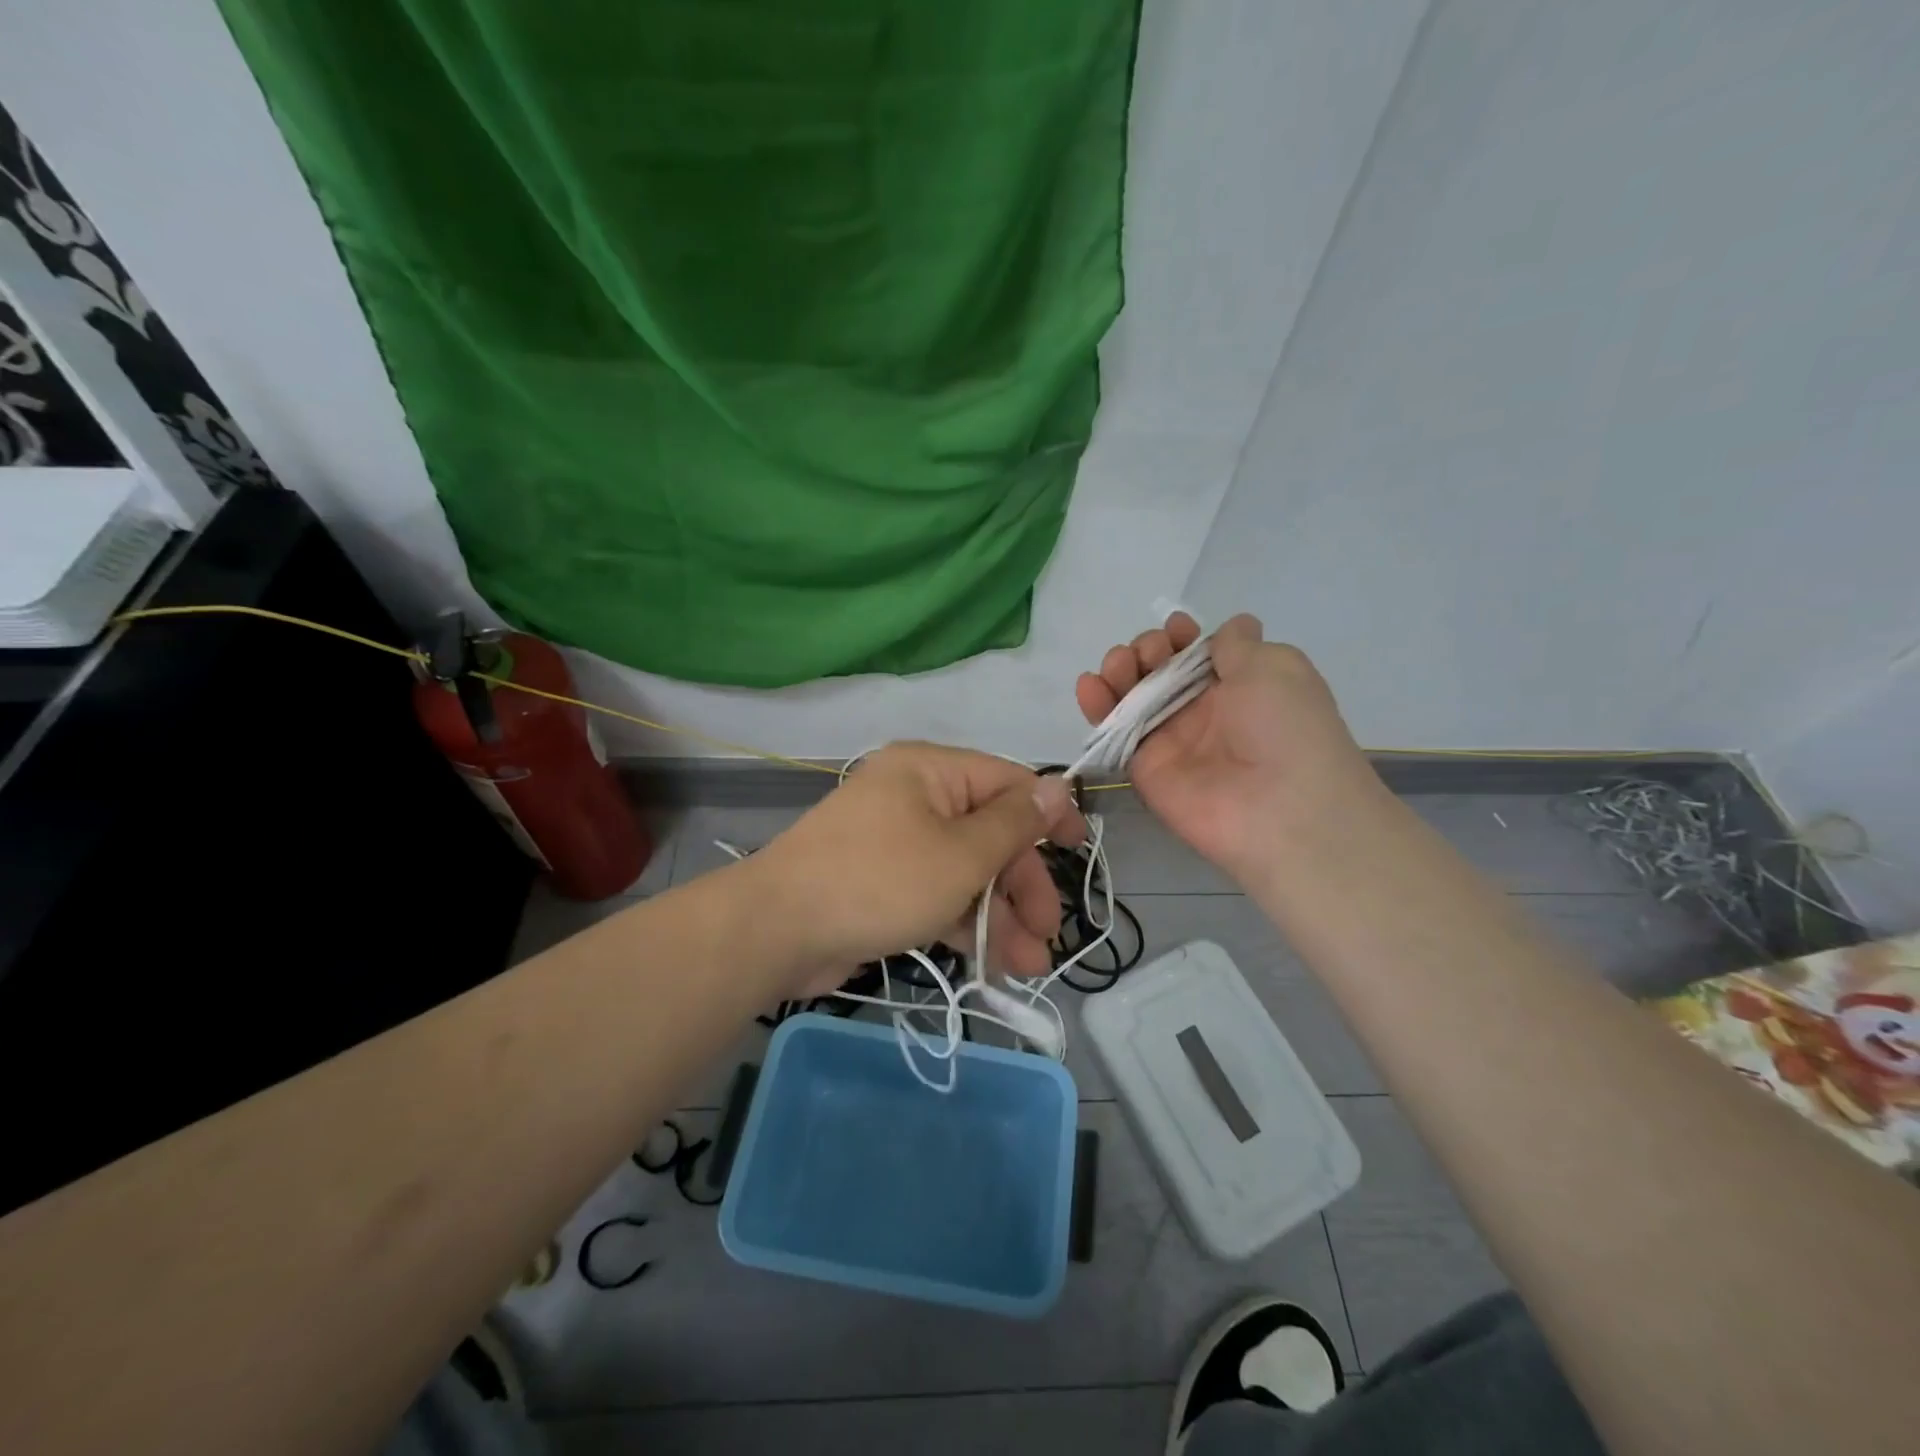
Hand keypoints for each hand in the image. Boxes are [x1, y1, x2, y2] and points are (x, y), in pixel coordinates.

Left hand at [746, 743, 1085, 996]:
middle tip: (1048, 933)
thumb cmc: (879, 880)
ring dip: (999, 915)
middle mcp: (915, 798)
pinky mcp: (884, 884)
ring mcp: (897, 843)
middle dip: (1022, 885)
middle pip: (989, 833)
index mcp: (931, 771)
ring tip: (1027, 966)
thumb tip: (1058, 785)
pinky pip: (938, 894)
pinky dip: (964, 923)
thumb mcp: (961, 854)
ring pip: (966, 871)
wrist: (777, 931)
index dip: (1049, 815)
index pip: (1007, 782)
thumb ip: (1015, 822)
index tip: (1080, 851)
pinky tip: (993, 964)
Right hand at [1075, 613, 1381, 881]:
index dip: (1181, 636)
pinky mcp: (1143, 767)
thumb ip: (1239, 645)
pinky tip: (1088, 685)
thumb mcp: (1275, 666)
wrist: (1280, 807)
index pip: (1197, 653)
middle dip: (1147, 650)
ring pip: (1132, 697)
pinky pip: (1115, 732)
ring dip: (1120, 671)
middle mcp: (1202, 710)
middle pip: (1159, 671)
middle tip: (1149, 653)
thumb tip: (1234, 627)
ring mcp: (1170, 739)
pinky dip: (1096, 706)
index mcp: (1239, 684)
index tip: (1175, 628)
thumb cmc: (1285, 726)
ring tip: (1118, 664)